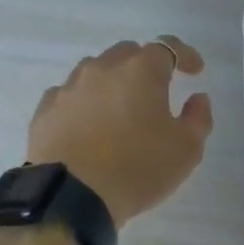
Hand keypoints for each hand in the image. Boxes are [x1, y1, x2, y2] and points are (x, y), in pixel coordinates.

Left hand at [28, 37, 213, 223]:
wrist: (71, 197)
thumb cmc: (137, 169)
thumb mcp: (186, 150)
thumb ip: (198, 118)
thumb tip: (197, 98)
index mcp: (141, 71)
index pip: (168, 47)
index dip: (185, 55)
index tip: (195, 70)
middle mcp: (103, 69)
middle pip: (128, 53)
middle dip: (145, 65)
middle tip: (155, 90)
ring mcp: (69, 87)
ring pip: (95, 70)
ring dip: (111, 81)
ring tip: (119, 108)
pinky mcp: (45, 110)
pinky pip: (69, 95)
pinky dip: (83, 102)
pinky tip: (87, 123)